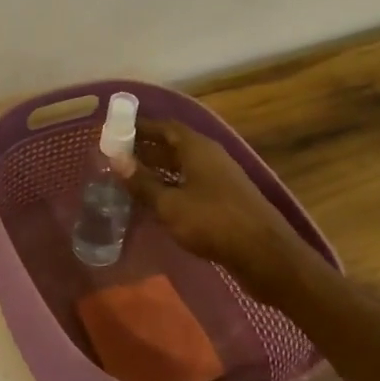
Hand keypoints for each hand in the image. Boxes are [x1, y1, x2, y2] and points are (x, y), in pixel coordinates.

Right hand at [122, 119, 302, 283]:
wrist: (263, 253)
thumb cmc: (212, 222)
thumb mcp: (169, 204)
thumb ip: (142, 182)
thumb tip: (115, 159)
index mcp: (198, 149)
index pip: (166, 127)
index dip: (141, 127)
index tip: (116, 131)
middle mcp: (211, 156)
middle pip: (174, 145)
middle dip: (147, 149)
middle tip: (117, 157)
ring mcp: (220, 178)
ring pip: (183, 166)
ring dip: (158, 169)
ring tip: (130, 178)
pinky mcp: (225, 199)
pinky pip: (191, 183)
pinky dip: (171, 185)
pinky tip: (156, 200)